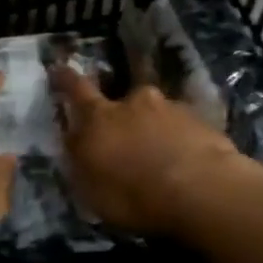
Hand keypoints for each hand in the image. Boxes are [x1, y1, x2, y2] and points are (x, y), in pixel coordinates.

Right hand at [51, 64, 247, 237]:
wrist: (203, 191)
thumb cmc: (136, 195)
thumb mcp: (91, 189)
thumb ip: (80, 160)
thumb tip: (73, 140)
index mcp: (99, 118)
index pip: (76, 89)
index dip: (66, 78)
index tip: (59, 68)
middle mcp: (133, 102)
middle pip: (121, 97)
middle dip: (120, 108)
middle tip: (125, 131)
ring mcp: (170, 107)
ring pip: (155, 112)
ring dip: (154, 126)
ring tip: (162, 152)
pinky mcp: (202, 120)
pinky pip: (183, 126)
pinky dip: (181, 138)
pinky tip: (186, 159)